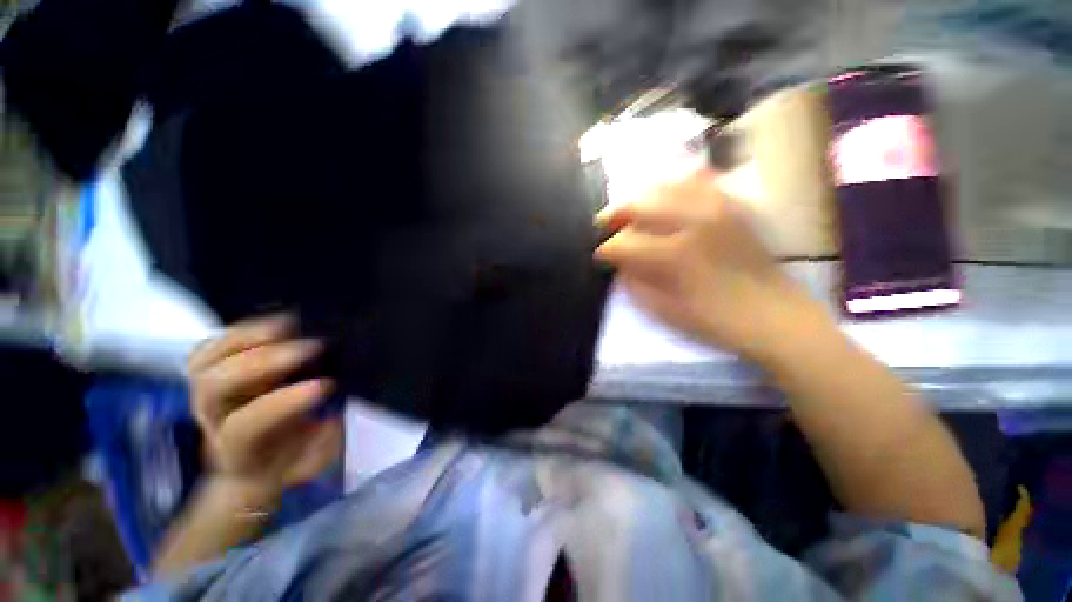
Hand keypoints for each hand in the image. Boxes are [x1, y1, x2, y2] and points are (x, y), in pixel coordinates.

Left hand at [188, 315, 341, 503]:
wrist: (256, 458)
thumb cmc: (290, 459)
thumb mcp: (314, 462)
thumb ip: (322, 443)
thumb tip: (331, 413)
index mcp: (238, 449)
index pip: (246, 425)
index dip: (283, 403)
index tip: (326, 385)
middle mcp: (212, 420)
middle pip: (215, 388)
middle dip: (264, 362)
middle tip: (312, 347)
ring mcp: (204, 393)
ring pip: (207, 362)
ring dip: (250, 338)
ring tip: (291, 325)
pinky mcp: (210, 372)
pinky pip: (210, 346)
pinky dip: (240, 330)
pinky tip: (277, 321)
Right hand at [595, 169, 824, 360]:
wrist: (773, 314)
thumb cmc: (715, 320)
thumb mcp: (664, 310)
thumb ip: (635, 284)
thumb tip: (618, 265)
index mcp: (674, 254)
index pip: (623, 243)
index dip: (606, 250)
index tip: (600, 257)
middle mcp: (693, 221)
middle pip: (639, 204)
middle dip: (615, 215)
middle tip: (606, 227)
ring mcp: (716, 208)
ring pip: (664, 186)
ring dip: (640, 198)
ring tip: (632, 212)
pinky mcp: (731, 206)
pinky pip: (698, 181)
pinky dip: (675, 185)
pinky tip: (666, 196)